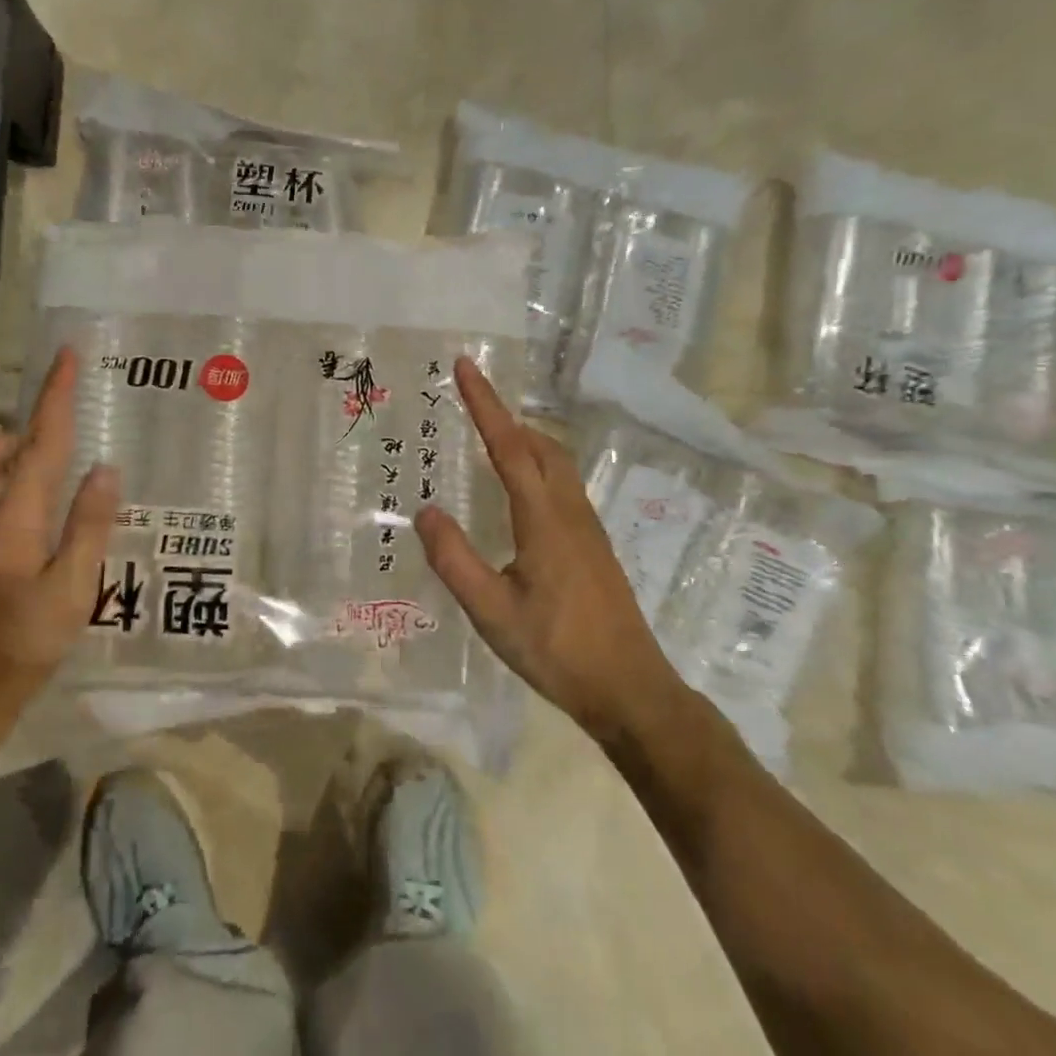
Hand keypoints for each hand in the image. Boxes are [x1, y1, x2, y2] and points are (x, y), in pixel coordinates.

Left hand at [0, 347, 119, 735]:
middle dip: (26, 427)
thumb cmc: (21, 648)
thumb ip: (88, 527)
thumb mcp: (71, 592)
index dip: (55, 396)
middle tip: (68, 431)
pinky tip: (46, 517)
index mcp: (14, 518)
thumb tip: (105, 469)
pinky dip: (15, 485)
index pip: (40, 443)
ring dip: (16, 455)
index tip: (67, 355)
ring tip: (60, 470)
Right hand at [414, 357, 677, 739]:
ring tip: (490, 437)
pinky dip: (537, 463)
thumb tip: (425, 511)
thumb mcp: (491, 613)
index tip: (465, 366)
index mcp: (544, 518)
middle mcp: (569, 510)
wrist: (630, 690)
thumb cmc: (557, 651)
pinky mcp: (593, 545)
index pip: (509, 445)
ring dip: (524, 438)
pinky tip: (521, 490)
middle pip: (539, 444)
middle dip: (505, 415)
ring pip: (556, 461)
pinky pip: (563, 483)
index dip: (485, 403)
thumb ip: (455, 560)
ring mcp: (587, 527)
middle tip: (470, 402)